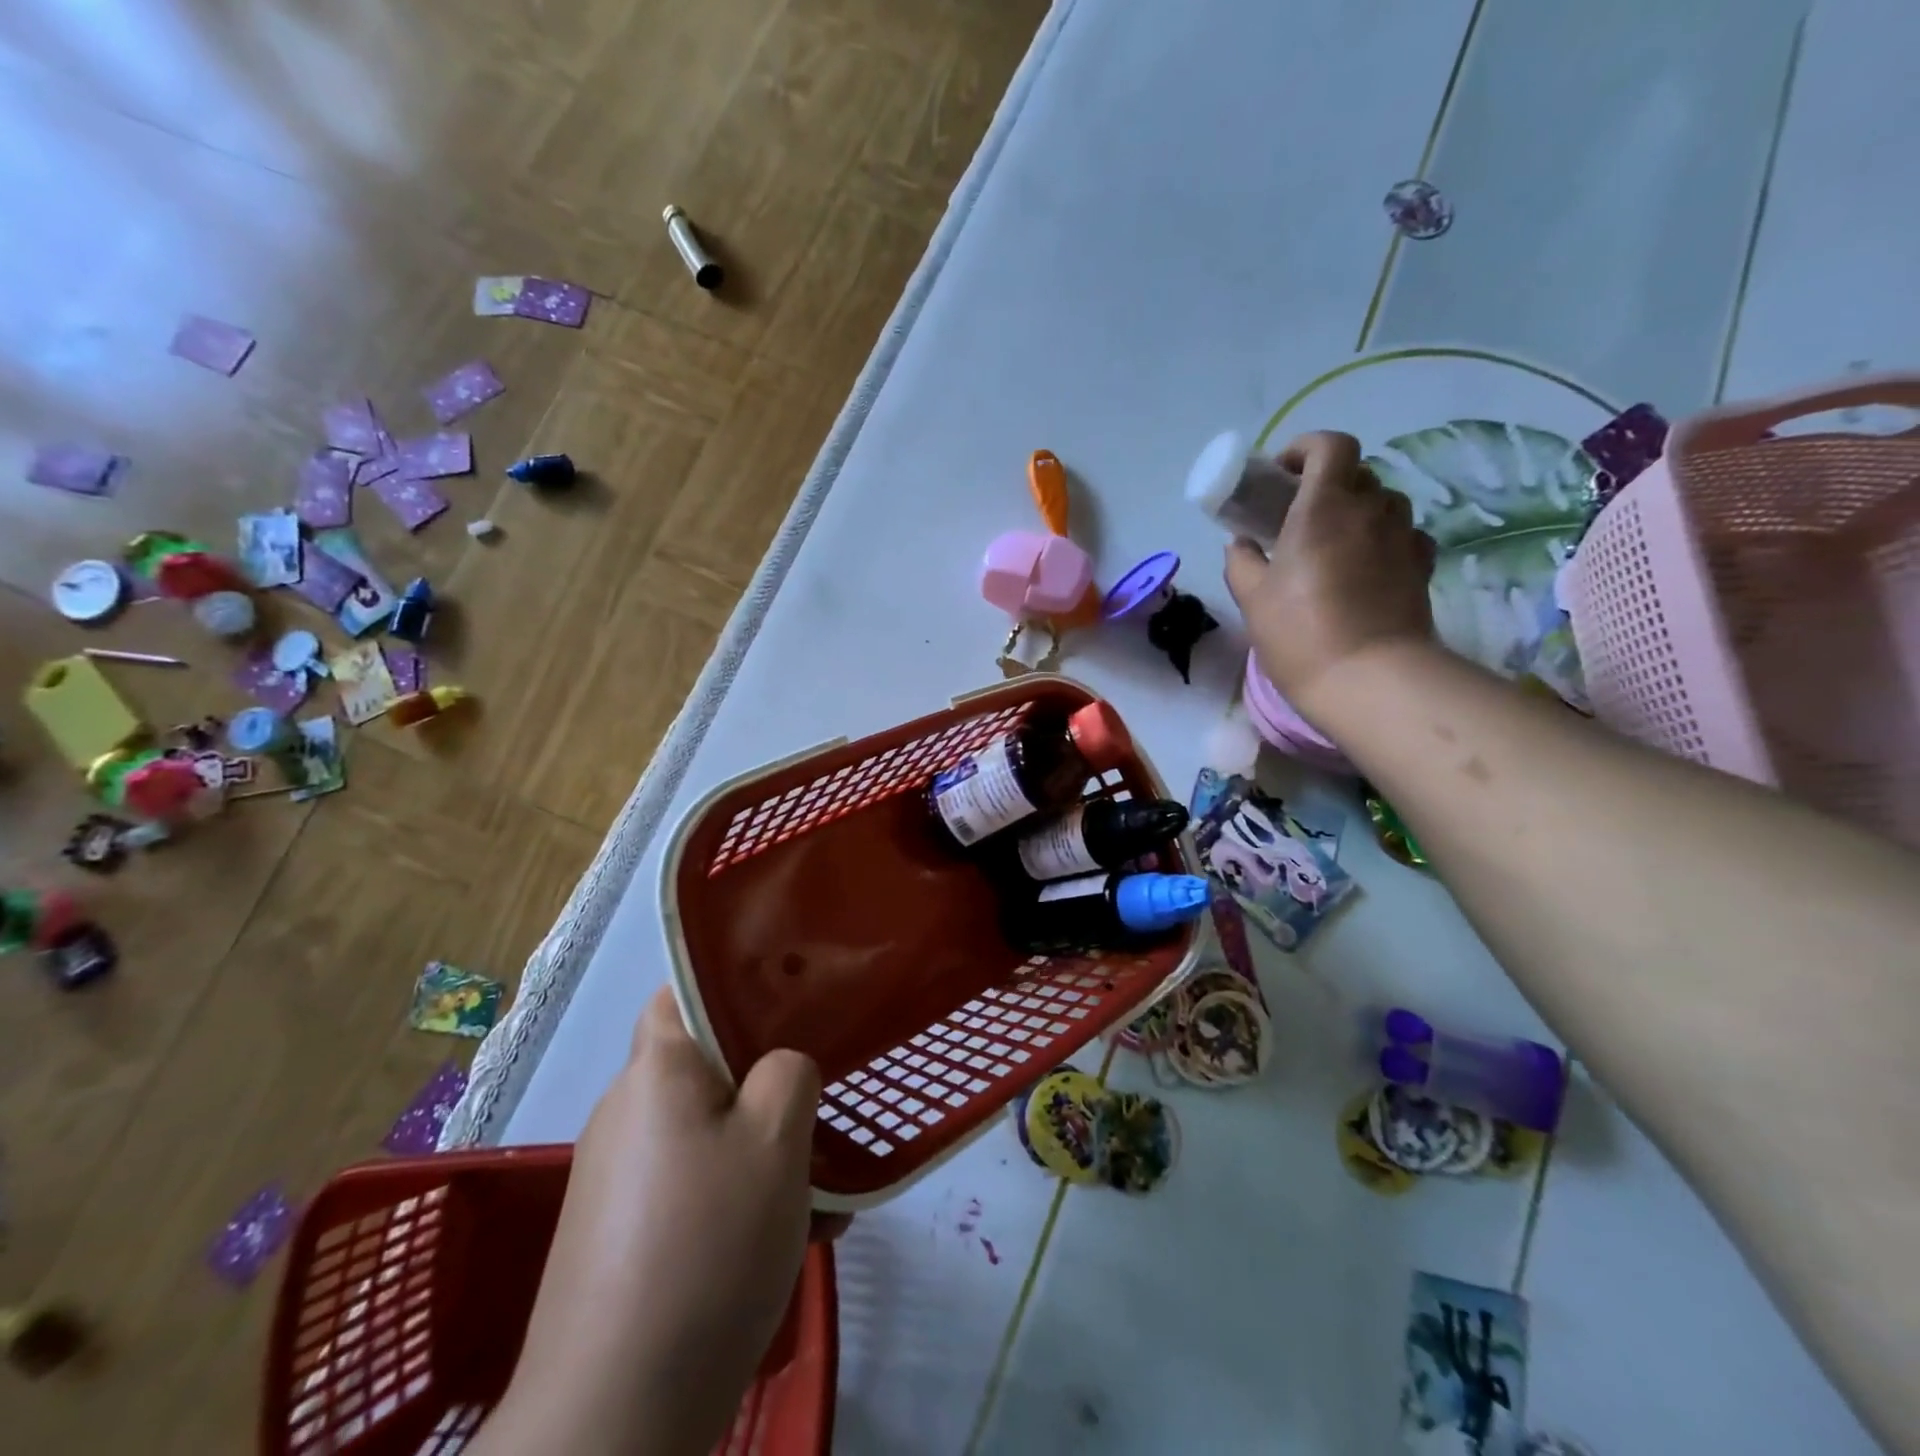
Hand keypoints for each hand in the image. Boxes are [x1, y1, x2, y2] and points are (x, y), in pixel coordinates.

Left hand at [487, 989, 819, 1455]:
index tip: (795, 1011)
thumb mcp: (776, 1140)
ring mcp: (619, 1177)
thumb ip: (790, 1073)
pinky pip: (694, 1186)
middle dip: (769, 1084)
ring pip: (710, 1133)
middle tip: (821, 1113)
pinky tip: (790, 1242)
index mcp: (656, 1071)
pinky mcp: (622, 1233)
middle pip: (708, 1067)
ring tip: (824, 1196)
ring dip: (766, 1152)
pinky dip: (740, 1198)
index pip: (686, 992)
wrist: (613, 1419)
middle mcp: (627, 1111)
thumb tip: (780, 1069)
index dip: (739, 988)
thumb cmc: (706, 1246)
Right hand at [1224, 430, 1436, 717]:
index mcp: (1324, 507)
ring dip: (1356, 511)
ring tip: (1332, 544)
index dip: (1305, 448)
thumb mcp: (1252, 598)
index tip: (1281, 473)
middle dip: (1326, 484)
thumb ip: (1241, 562)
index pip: (1330, 446)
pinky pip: (1402, 535)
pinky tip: (1364, 567)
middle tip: (1299, 516)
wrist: (1368, 678)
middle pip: (1356, 473)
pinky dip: (1381, 539)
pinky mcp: (1421, 565)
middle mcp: (1370, 510)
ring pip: (1382, 503)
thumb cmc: (1299, 632)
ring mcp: (1403, 536)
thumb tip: (1241, 544)